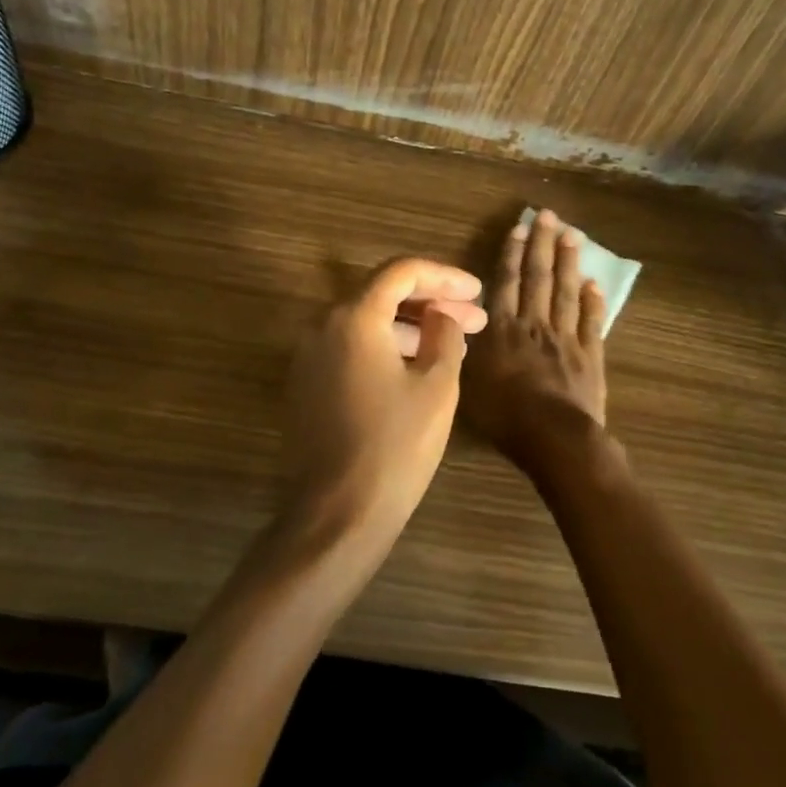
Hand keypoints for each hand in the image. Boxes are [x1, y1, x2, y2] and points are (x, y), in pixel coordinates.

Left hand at [285, 258, 487, 537]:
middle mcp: (323, 325)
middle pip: (382, 294)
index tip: (477, 291)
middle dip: (432, 302)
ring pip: (367, 322)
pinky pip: (352, 348)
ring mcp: (310, 355)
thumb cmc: (395, 446)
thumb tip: (442, 315)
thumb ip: (444, 334)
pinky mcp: (307, 384)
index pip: (401, 272)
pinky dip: (387, 347)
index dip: (444, 275)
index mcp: (354, 317)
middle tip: (475, 318)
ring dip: (412, 326)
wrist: (337, 514)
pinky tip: (420, 366)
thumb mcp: (437, 385)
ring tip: (455, 342)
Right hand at [463, 210, 611, 473]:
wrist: (554, 437)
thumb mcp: (469, 384)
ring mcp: (565, 337)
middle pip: (539, 277)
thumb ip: (465, 350)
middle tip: (550, 215)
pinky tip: (593, 283)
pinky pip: (591, 321)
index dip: (512, 253)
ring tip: (572, 235)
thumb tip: (457, 324)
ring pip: (566, 291)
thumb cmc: (505, 415)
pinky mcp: (590, 354)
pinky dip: (592, 301)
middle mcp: (534, 324)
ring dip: (568, 262)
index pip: (507, 282)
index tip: (520, 227)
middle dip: (542, 244)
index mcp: (503, 329)